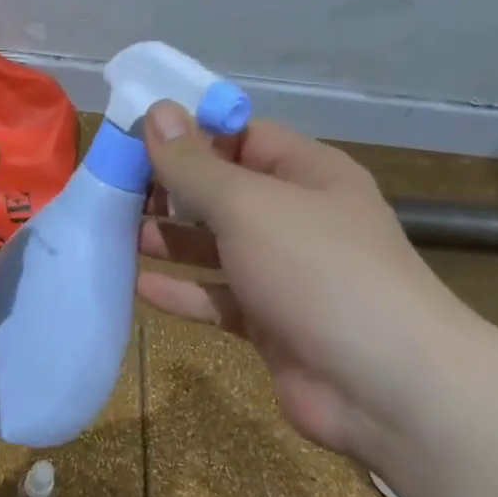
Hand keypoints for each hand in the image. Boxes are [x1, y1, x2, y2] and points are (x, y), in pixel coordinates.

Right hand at [137, 101, 478, 462]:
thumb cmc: (317, 271)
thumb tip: (157, 111)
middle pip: (224, 191)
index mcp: (306, 173)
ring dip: (171, 239)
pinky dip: (183, 291)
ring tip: (116, 232)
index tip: (133, 137)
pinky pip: (218, 297)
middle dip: (171, 190)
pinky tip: (140, 286)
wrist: (385, 385)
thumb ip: (195, 165)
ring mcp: (285, 273)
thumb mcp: (249, 206)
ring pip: (217, 246)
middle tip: (113, 189)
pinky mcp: (272, 322)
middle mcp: (297, 217)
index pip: (241, 136)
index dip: (190, 133)